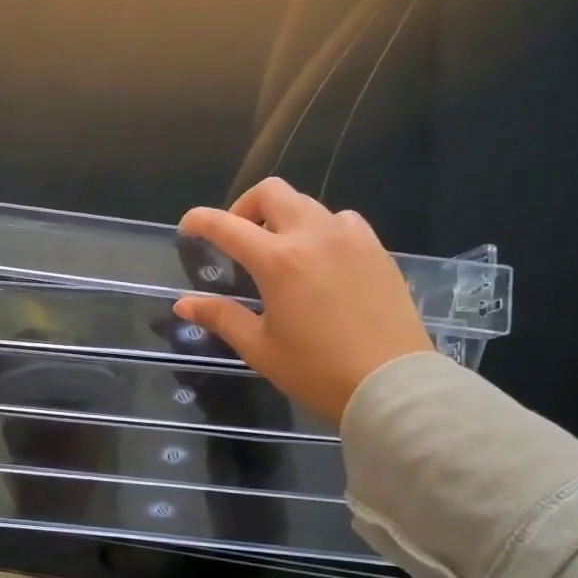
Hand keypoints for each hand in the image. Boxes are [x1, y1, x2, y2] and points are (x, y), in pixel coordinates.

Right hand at [173, 178, 433, 423]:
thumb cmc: (317, 370)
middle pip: (272, 192)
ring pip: (307, 204)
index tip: (188, 227)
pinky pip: (342, 221)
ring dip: (284, 218)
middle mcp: (314, 236)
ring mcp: (351, 239)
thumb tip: (184, 304)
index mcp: (278, 261)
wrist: (393, 385)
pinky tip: (320, 260)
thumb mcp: (259, 348)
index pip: (227, 226)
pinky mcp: (376, 250)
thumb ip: (221, 317)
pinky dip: (320, 229)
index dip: (200, 221)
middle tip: (239, 238)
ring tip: (280, 252)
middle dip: (245, 207)